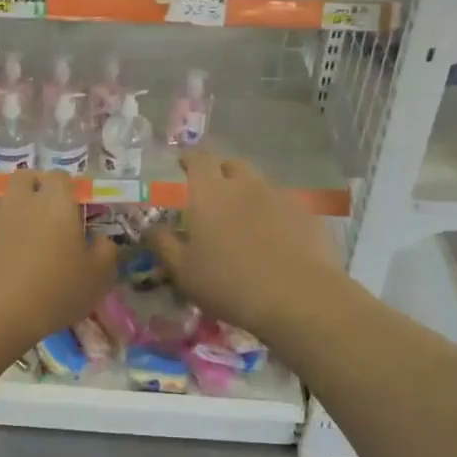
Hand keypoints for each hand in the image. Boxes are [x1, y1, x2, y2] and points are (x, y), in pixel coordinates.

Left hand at [0, 174, 117, 351]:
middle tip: (45, 217)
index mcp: (56, 203)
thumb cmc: (53, 293)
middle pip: (25, 178)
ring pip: (2, 201)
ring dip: (12, 212)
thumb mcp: (96, 279)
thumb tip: (101, 239)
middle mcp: (21, 201)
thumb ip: (105, 252)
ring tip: (20, 242)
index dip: (66, 189)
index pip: (60, 177)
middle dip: (35, 188)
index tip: (72, 210)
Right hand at [144, 147, 345, 339]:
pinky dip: (275, 213)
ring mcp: (280, 197)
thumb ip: (163, 245)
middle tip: (214, 193)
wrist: (299, 297)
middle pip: (232, 165)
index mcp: (210, 193)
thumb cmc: (230, 283)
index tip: (183, 163)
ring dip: (249, 193)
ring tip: (245, 219)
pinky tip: (276, 238)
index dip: (189, 158)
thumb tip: (150, 228)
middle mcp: (245, 185)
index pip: (198, 159)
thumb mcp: (183, 272)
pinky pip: (284, 205)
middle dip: (221, 172)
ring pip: (260, 184)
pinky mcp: (307, 215)